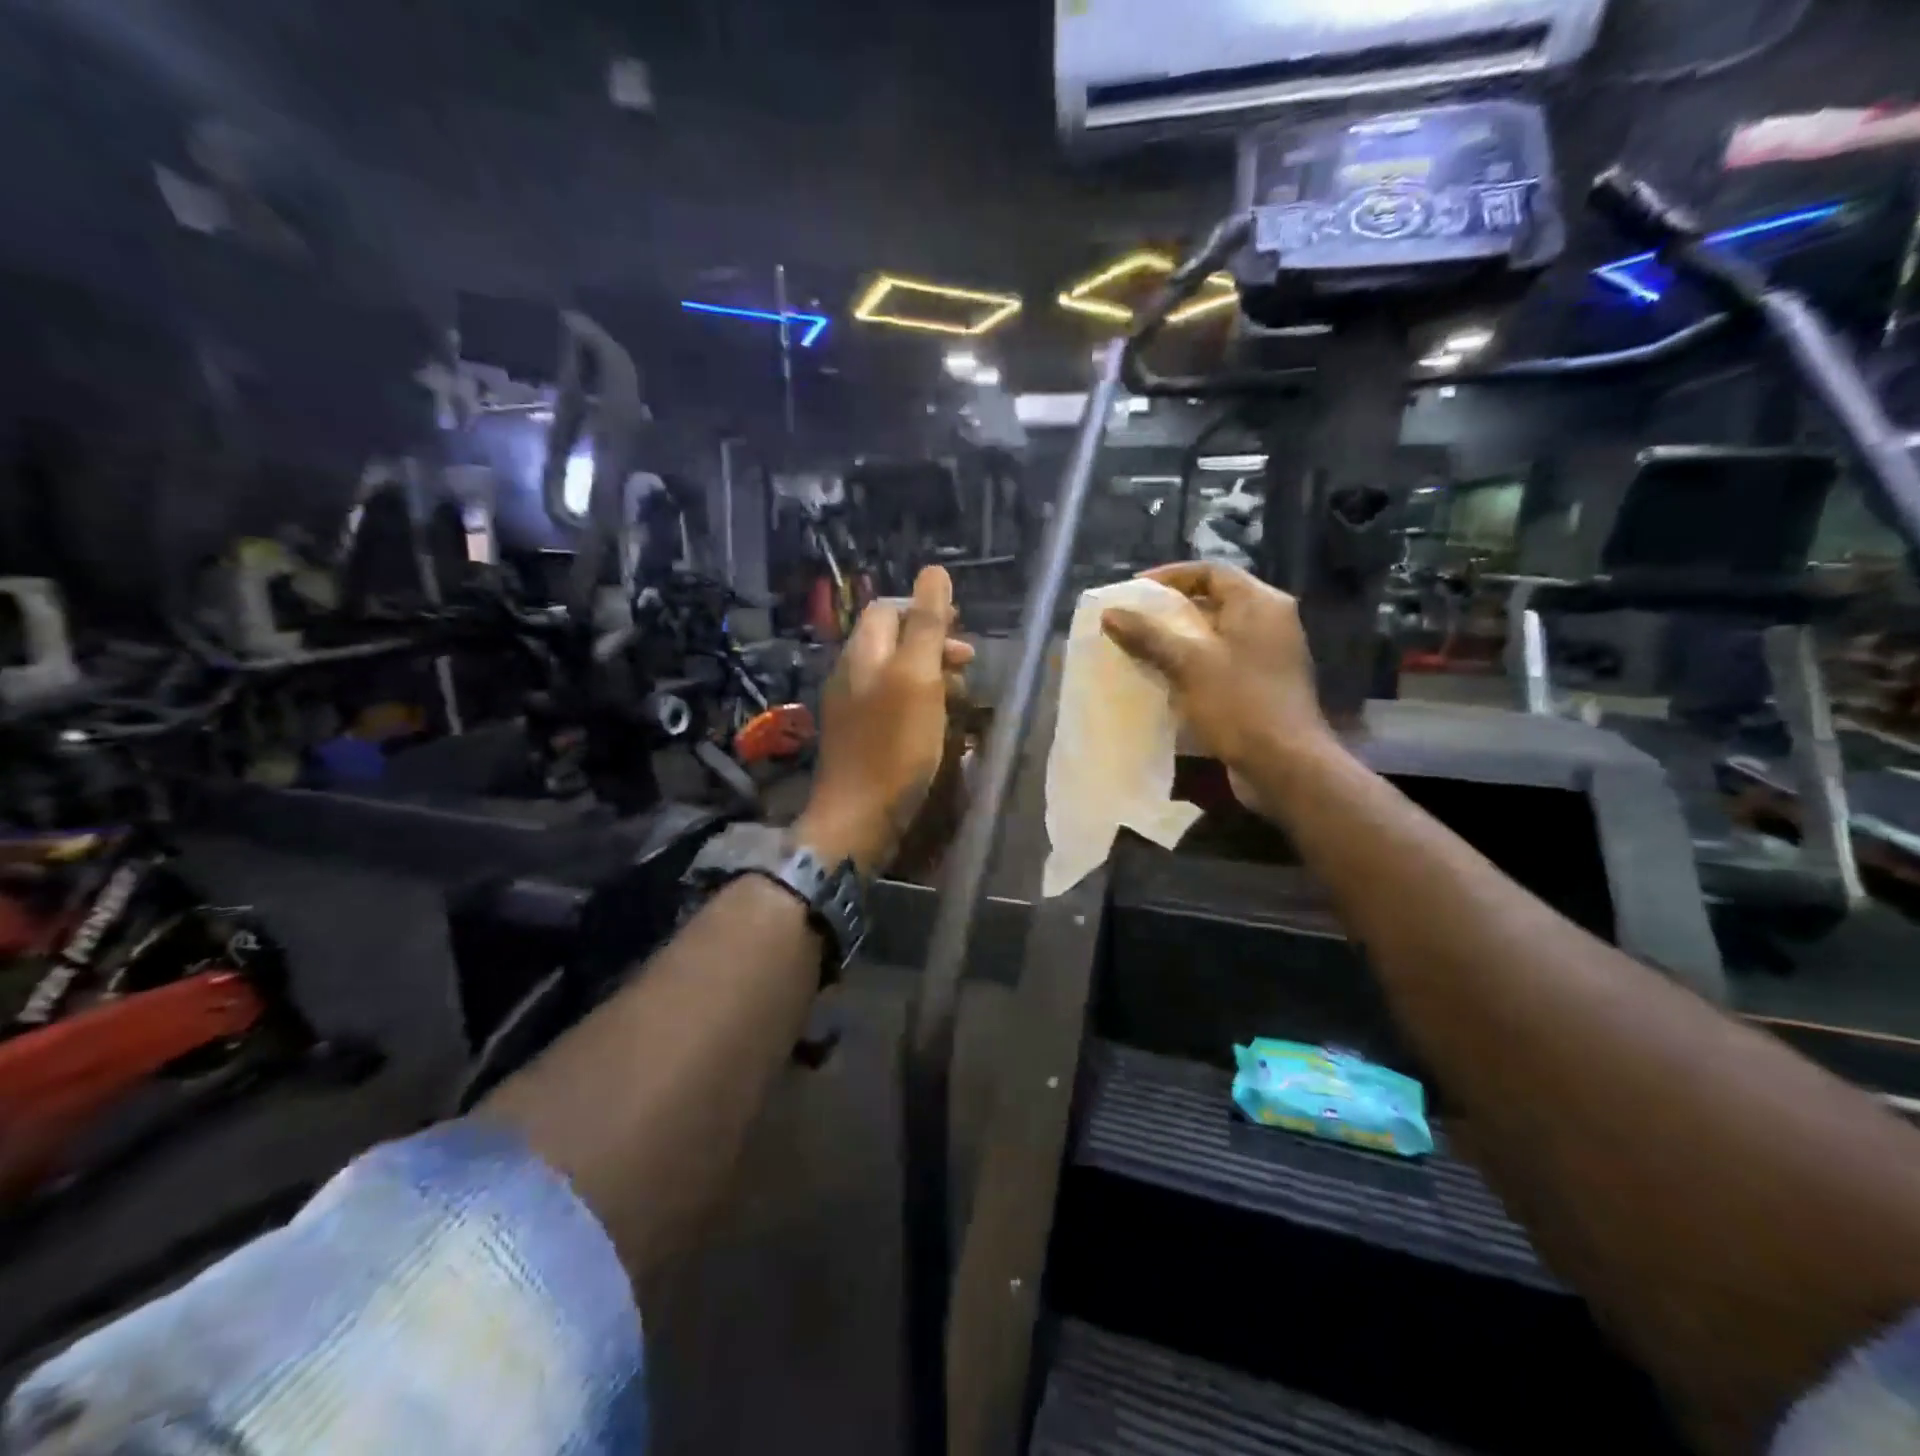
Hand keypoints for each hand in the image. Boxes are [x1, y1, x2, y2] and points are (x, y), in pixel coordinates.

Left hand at [796, 566, 974, 874]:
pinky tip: (940, 723)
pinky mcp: (862, 736)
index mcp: (862, 652)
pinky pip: (893, 704)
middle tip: (968, 661)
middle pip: (893, 640)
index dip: (924, 609)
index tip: (959, 625)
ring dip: (932, 675)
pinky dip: (921, 703)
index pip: (888, 609)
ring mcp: (853, 707)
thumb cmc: (893, 745)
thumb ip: (926, 625)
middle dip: (933, 643)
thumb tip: (934, 571)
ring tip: (962, 694)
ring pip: (896, 674)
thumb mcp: (917, 677)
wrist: (858, 817)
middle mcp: (852, 673)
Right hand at [1100, 561, 1331, 774]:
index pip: (1211, 571)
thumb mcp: (1187, 664)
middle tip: (1132, 619)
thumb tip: (1110, 613)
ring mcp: (1269, 654)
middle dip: (1170, 610)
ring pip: (1215, 634)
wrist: (1284, 765)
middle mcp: (1270, 621)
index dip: (1170, 576)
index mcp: (1259, 603)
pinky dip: (1193, 663)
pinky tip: (1164, 678)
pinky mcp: (1263, 684)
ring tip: (1140, 647)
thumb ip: (1148, 635)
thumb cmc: (1238, 703)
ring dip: (1178, 639)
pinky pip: (1221, 661)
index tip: (1134, 590)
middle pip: (1213, 601)